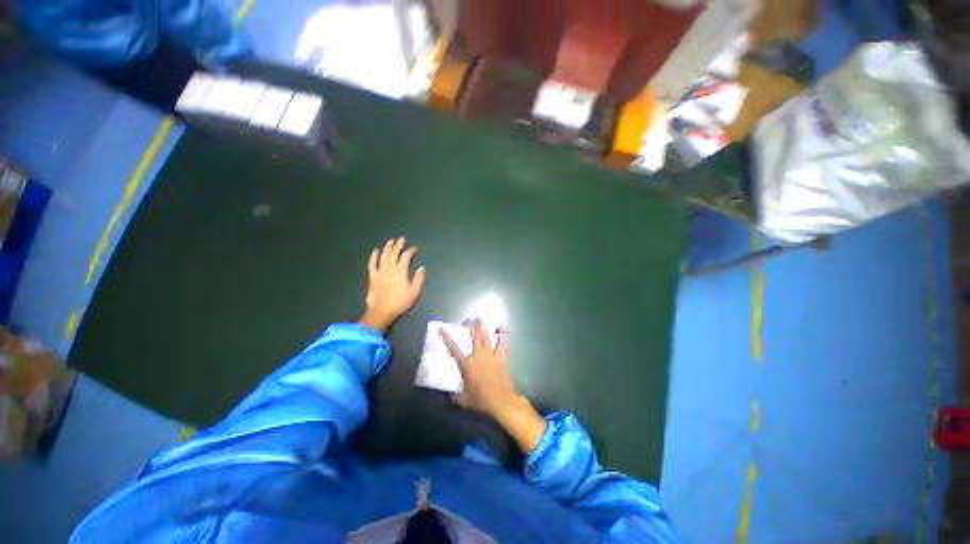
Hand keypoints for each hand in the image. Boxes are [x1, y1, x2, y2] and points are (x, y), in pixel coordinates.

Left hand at [359, 237, 425, 332]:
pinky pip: (372, 264)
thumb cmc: (400, 302)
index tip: (414, 248)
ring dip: (387, 248)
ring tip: (390, 241)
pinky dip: (373, 257)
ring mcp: (380, 272)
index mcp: (400, 271)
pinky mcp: (373, 277)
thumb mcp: (415, 292)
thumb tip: (422, 268)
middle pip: (394, 253)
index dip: (411, 251)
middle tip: (401, 239)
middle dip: (398, 245)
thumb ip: (419, 278)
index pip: (406, 257)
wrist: (382, 311)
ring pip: (383, 256)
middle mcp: (390, 268)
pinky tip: (375, 251)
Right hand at [440, 319, 545, 452]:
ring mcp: (490, 355)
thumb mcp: (464, 401)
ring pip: (486, 336)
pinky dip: (503, 334)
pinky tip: (502, 326)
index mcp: (467, 365)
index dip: (446, 338)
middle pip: (474, 336)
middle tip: (469, 319)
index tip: (441, 329)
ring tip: (480, 318)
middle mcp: (478, 356)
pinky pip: (502, 343)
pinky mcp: (501, 357)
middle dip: (471, 326)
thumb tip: (449, 395)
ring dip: (483, 326)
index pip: (454, 349)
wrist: (501, 401)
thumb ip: (455, 396)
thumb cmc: (481, 401)